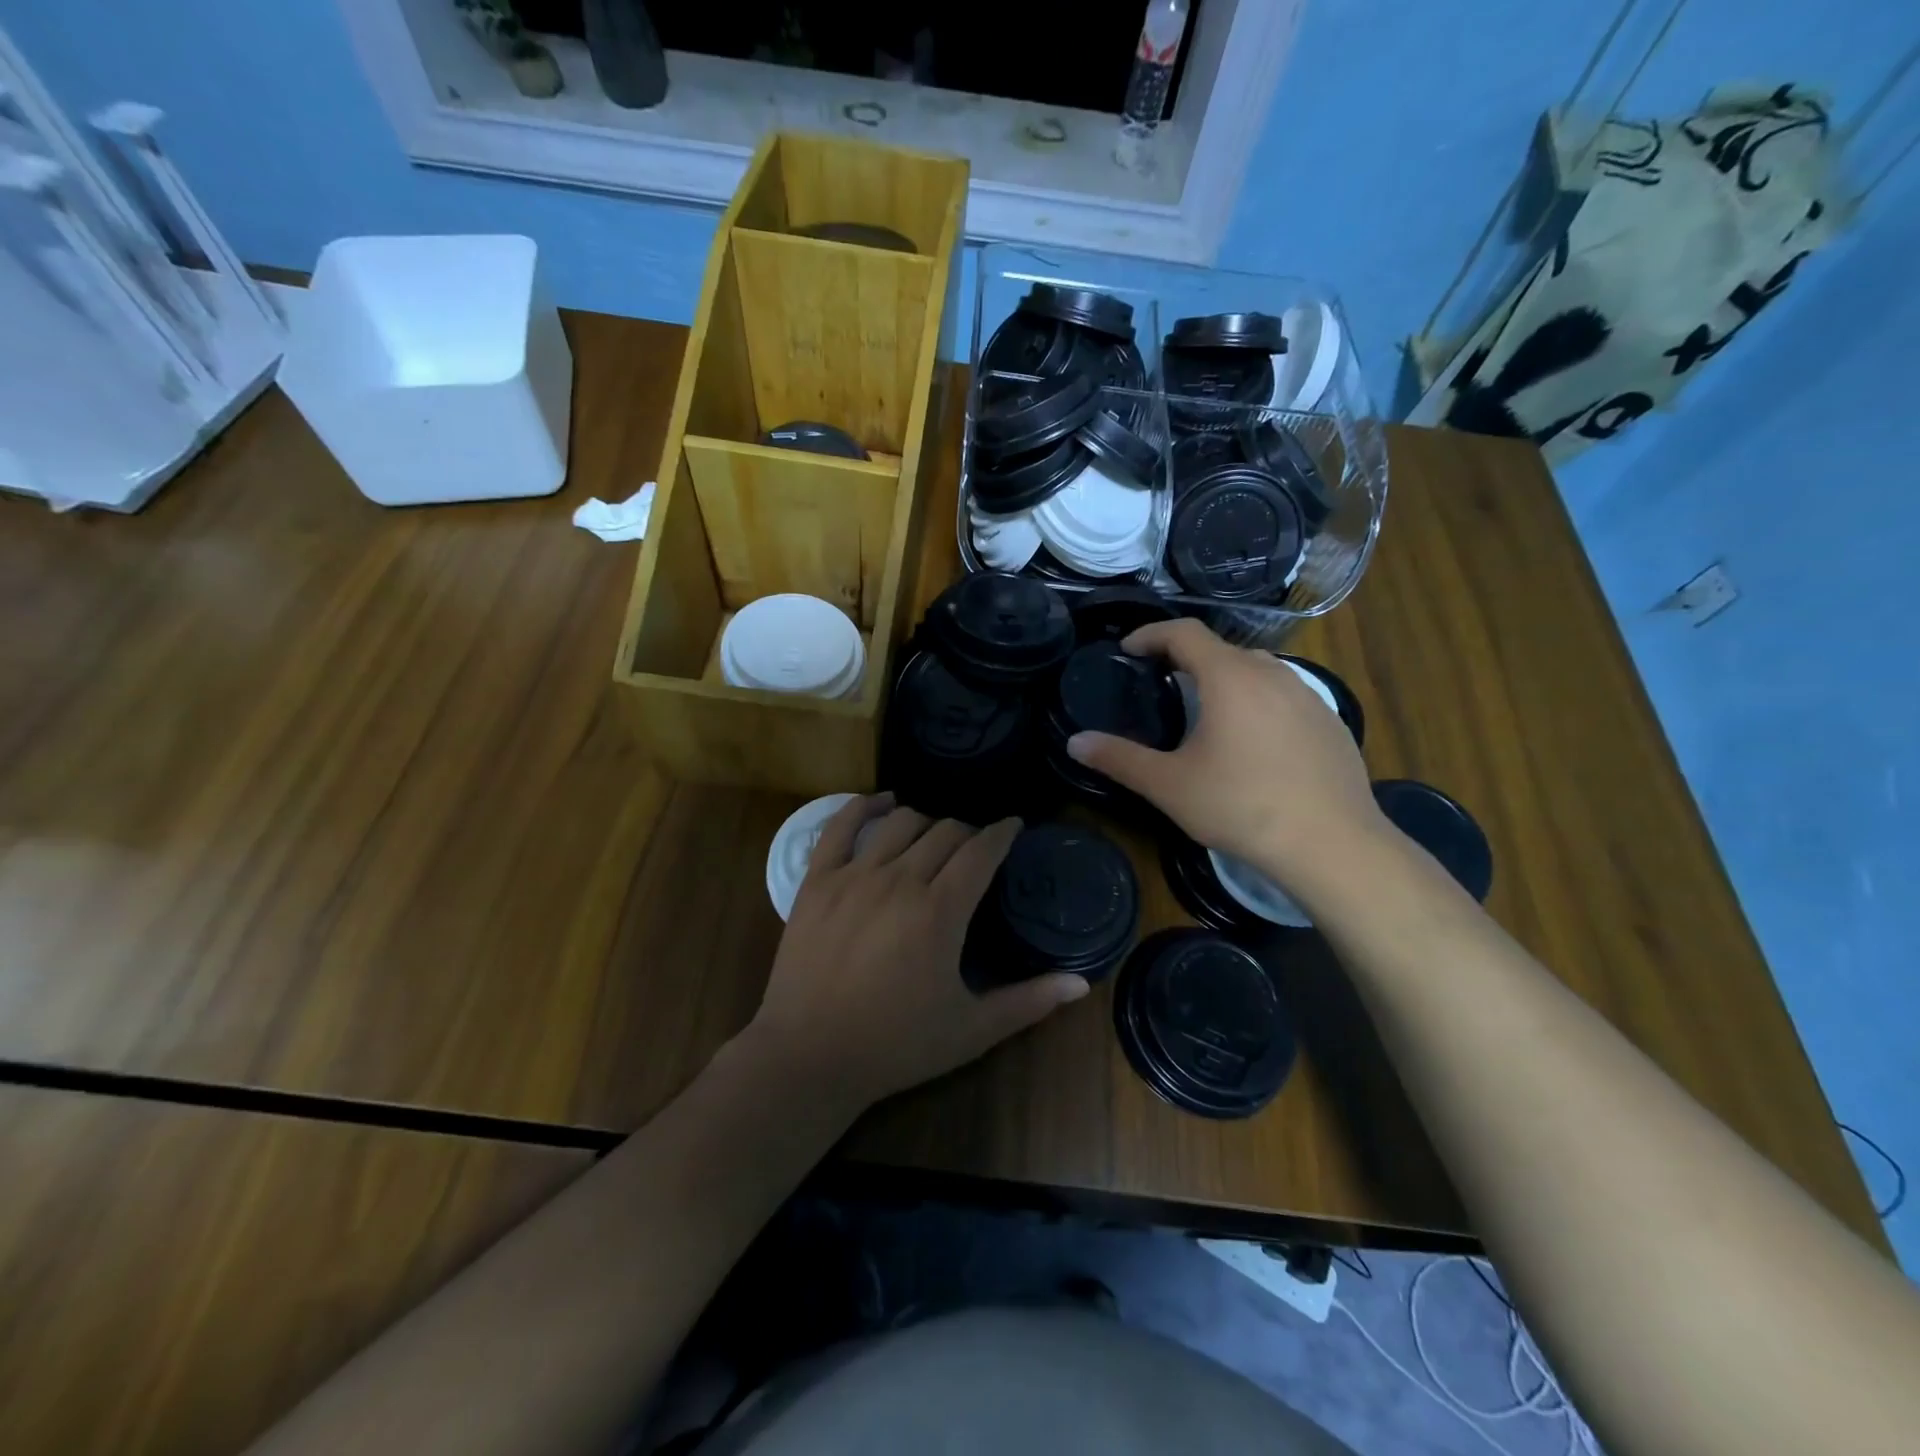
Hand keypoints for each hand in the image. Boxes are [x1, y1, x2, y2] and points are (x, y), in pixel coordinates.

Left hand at [745, 794, 1089, 1111]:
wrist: (808, 1057)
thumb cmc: (895, 1045)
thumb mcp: (971, 1030)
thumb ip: (1029, 1002)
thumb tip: (1082, 982)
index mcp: (940, 911)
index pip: (981, 851)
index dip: (1002, 833)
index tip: (1014, 826)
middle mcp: (899, 879)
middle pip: (945, 832)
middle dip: (969, 833)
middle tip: (975, 849)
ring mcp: (854, 875)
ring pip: (900, 822)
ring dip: (926, 821)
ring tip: (934, 836)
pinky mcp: (816, 880)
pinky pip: (840, 824)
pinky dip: (864, 805)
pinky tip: (881, 802)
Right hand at [1066, 619, 1384, 893]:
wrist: (1332, 844)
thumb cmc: (1242, 806)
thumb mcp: (1169, 785)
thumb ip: (1119, 759)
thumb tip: (1074, 742)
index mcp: (1230, 677)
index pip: (1184, 632)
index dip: (1150, 634)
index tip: (1128, 650)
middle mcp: (1272, 673)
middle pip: (1221, 649)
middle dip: (1186, 659)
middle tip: (1161, 684)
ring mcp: (1309, 695)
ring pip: (1257, 670)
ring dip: (1225, 678)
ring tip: (1205, 711)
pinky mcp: (1331, 721)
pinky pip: (1285, 695)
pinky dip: (1257, 702)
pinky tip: (1253, 742)